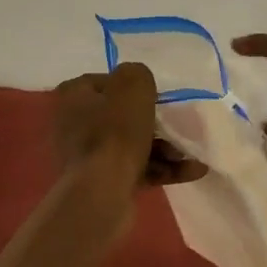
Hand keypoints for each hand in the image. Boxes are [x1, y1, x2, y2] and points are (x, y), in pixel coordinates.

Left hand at [53, 65, 205, 197]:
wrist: (102, 192)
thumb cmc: (115, 132)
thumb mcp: (133, 86)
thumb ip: (137, 74)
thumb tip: (137, 84)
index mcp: (73, 96)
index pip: (107, 82)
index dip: (134, 87)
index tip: (157, 97)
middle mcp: (73, 124)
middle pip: (121, 116)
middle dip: (156, 123)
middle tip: (179, 127)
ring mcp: (86, 156)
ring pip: (132, 145)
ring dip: (165, 149)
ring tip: (192, 155)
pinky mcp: (101, 182)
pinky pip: (136, 169)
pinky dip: (162, 169)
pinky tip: (193, 171)